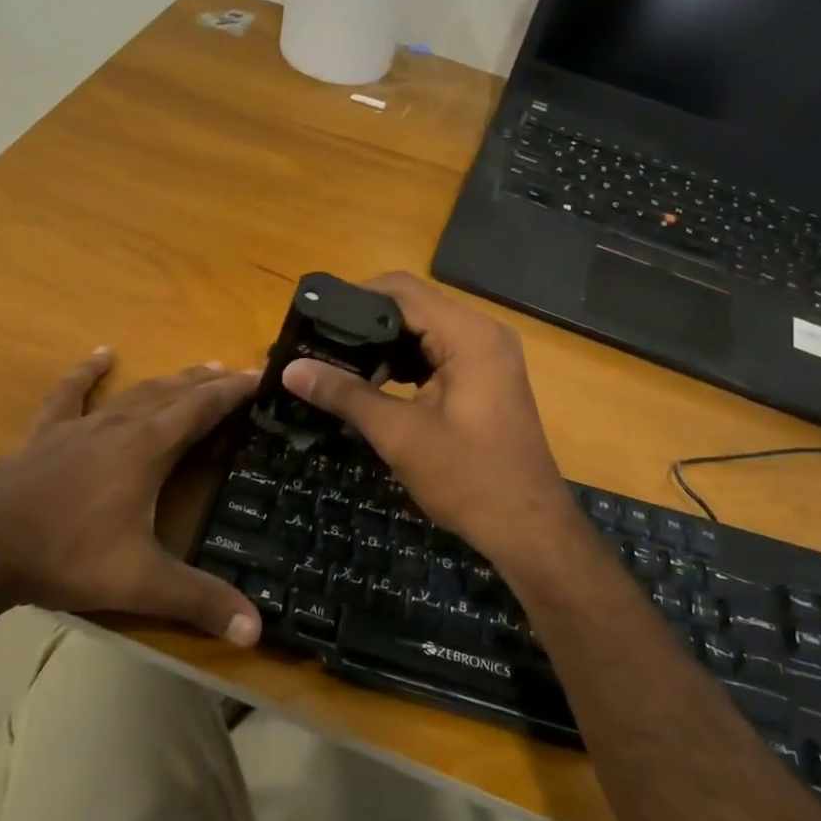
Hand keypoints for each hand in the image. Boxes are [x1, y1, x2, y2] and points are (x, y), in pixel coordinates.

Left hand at [0, 349, 262, 645]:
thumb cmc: (67, 556)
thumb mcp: (141, 583)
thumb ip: (200, 600)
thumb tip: (257, 630)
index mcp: (147, 448)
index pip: (202, 409)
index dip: (233, 392)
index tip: (260, 376)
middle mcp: (119, 425)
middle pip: (173, 393)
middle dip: (208, 383)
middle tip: (236, 373)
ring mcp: (79, 425)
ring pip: (134, 392)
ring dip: (169, 380)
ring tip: (197, 369)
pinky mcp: (45, 433)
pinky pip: (69, 394)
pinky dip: (87, 372)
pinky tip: (101, 355)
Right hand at [282, 273, 589, 578]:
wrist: (529, 529)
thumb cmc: (468, 479)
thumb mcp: (400, 435)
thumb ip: (346, 394)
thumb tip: (291, 370)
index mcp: (468, 334)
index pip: (401, 291)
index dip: (353, 298)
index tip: (313, 320)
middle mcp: (482, 332)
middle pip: (412, 307)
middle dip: (363, 324)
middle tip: (317, 346)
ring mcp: (488, 355)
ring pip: (423, 331)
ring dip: (383, 346)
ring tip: (336, 366)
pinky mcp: (485, 378)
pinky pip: (437, 354)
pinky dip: (405, 364)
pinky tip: (373, 386)